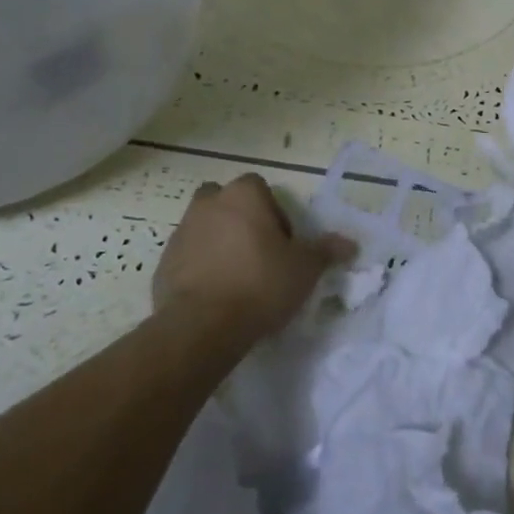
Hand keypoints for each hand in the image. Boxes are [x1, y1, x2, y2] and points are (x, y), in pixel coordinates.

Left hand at [155, 175, 353, 341]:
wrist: (203, 325)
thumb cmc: (261, 284)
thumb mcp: (304, 268)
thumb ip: (325, 251)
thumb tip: (350, 243)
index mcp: (243, 195)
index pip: (260, 188)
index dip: (274, 213)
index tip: (283, 244)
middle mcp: (208, 204)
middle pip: (227, 202)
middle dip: (241, 221)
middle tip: (258, 254)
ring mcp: (181, 232)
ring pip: (205, 228)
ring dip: (219, 244)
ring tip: (238, 278)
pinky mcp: (163, 263)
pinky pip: (188, 257)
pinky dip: (201, 268)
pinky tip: (216, 295)